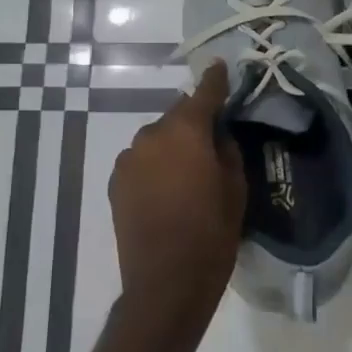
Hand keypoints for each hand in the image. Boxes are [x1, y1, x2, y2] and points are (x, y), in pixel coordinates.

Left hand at [108, 60, 246, 328]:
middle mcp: (151, 136)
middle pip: (177, 116)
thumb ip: (227, 151)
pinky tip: (167, 189)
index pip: (203, 93)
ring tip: (188, 172)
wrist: (165, 284)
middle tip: (212, 140)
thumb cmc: (211, 234)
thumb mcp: (235, 189)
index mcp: (185, 132)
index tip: (221, 67)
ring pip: (157, 139)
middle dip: (194, 122)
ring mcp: (128, 159)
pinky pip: (142, 161)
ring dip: (172, 146)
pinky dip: (155, 165)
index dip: (215, 80)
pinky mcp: (115, 183)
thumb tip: (217, 135)